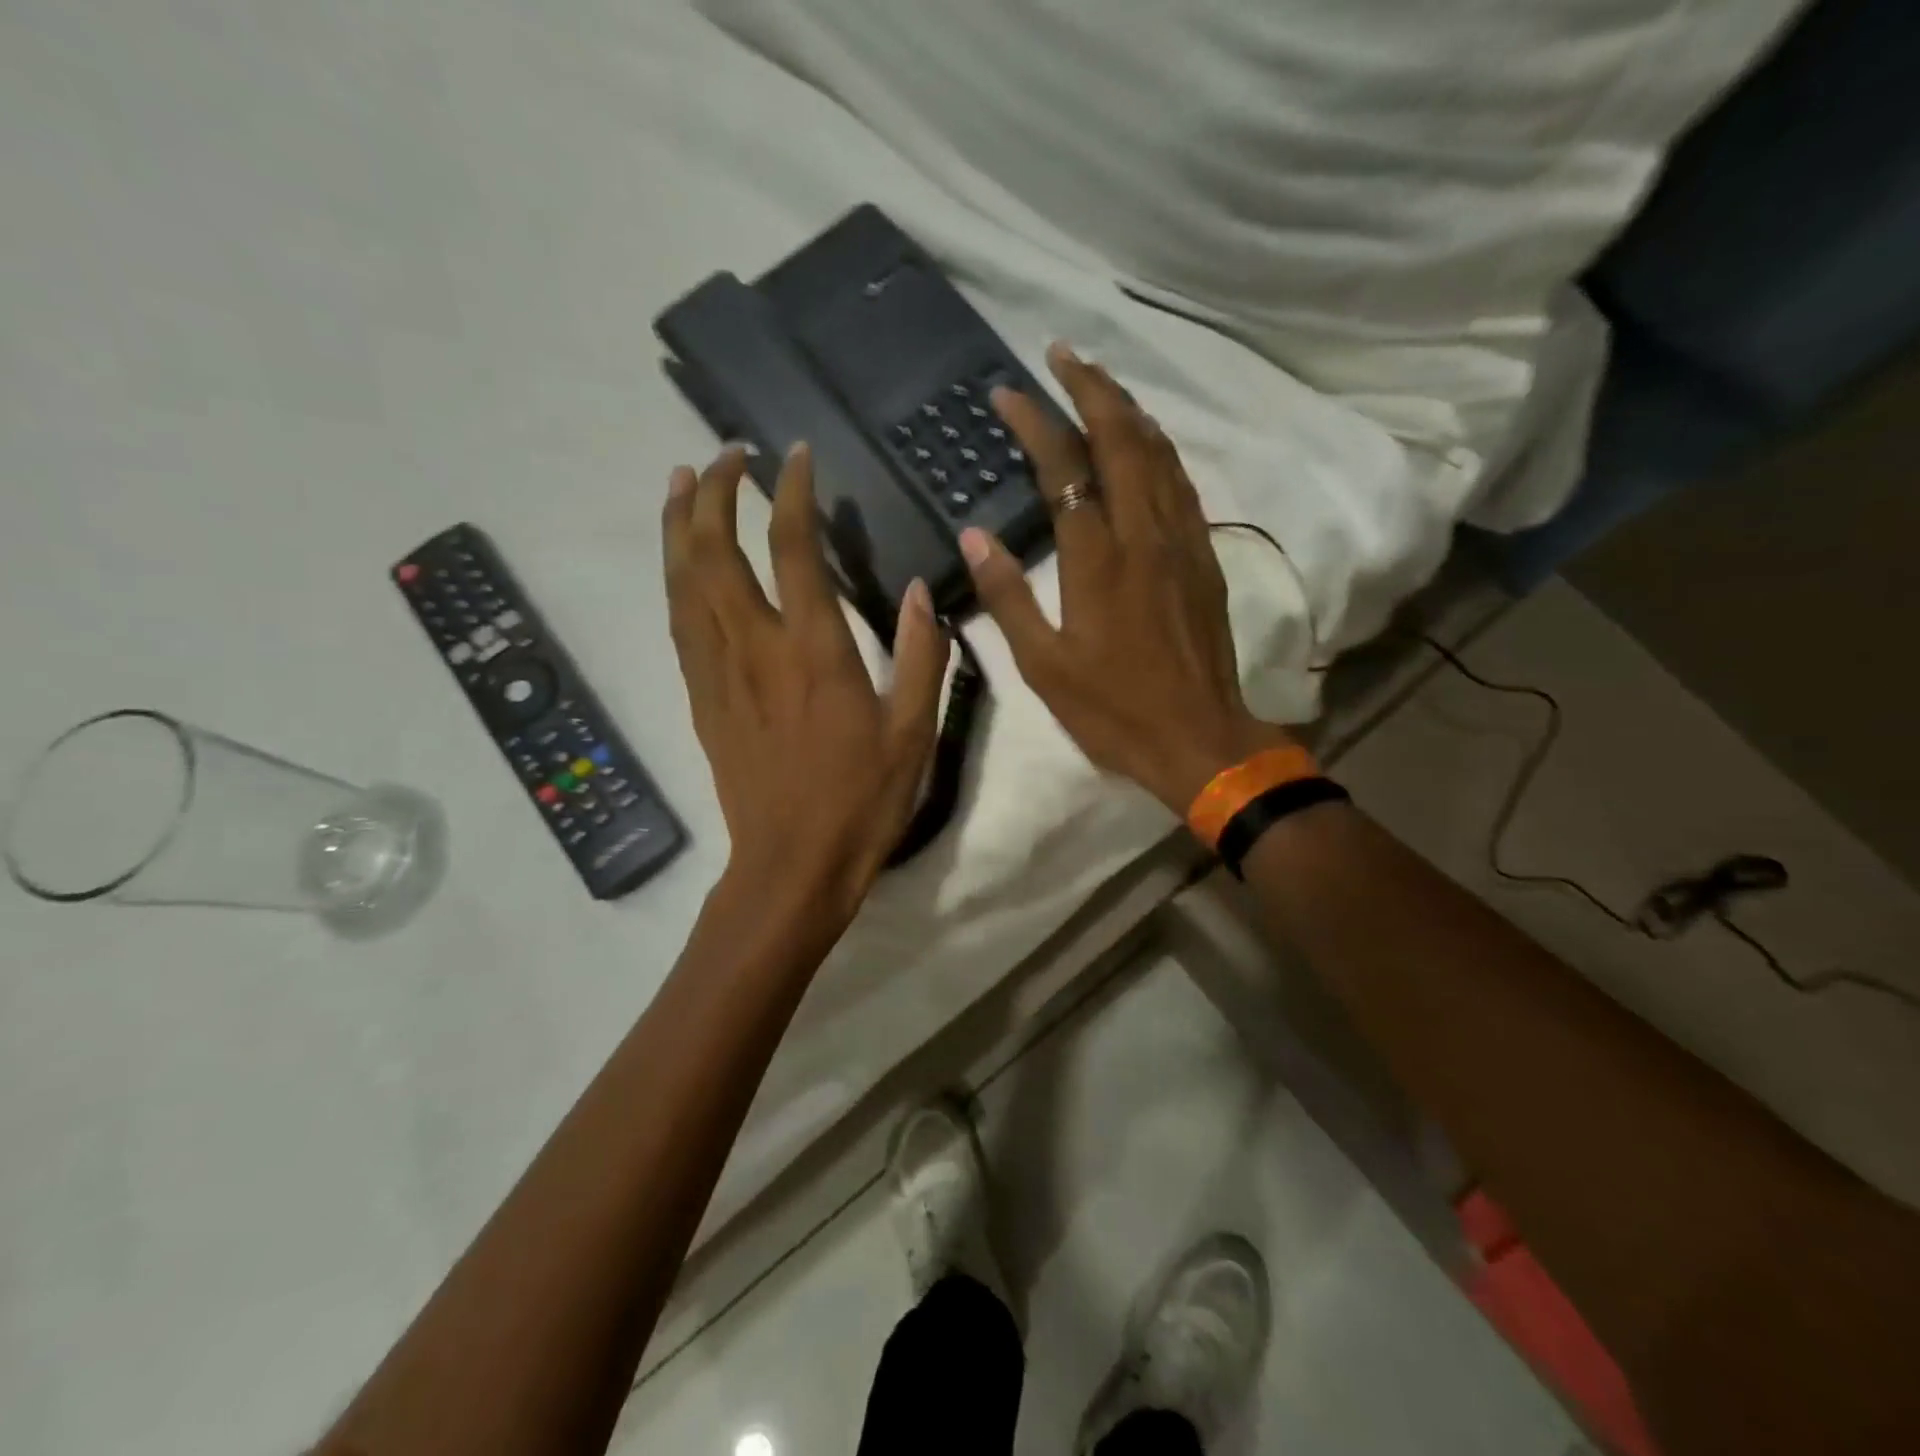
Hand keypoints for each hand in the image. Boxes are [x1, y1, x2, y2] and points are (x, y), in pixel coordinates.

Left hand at [663, 443, 946, 916]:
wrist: (792, 865)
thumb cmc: (861, 802)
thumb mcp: (913, 733)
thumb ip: (920, 655)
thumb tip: (920, 591)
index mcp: (815, 651)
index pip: (792, 548)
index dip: (790, 492)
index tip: (793, 455)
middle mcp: (756, 648)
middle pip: (716, 551)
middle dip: (714, 491)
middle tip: (724, 453)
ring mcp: (719, 674)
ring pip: (683, 582)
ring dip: (678, 525)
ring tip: (679, 482)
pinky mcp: (701, 700)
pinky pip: (679, 625)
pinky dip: (675, 580)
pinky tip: (679, 564)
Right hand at [961, 343, 1291, 815]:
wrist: (1198, 738)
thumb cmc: (1113, 709)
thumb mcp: (1044, 666)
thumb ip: (1007, 597)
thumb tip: (973, 536)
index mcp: (1098, 559)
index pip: (1064, 468)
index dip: (1035, 423)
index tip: (1007, 394)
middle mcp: (1144, 534)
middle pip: (1121, 438)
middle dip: (1090, 387)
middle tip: (1060, 354)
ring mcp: (1181, 542)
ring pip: (1159, 453)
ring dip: (1127, 409)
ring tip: (1099, 383)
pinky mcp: (1203, 557)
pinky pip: (1181, 484)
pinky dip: (1159, 449)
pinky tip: (1147, 443)